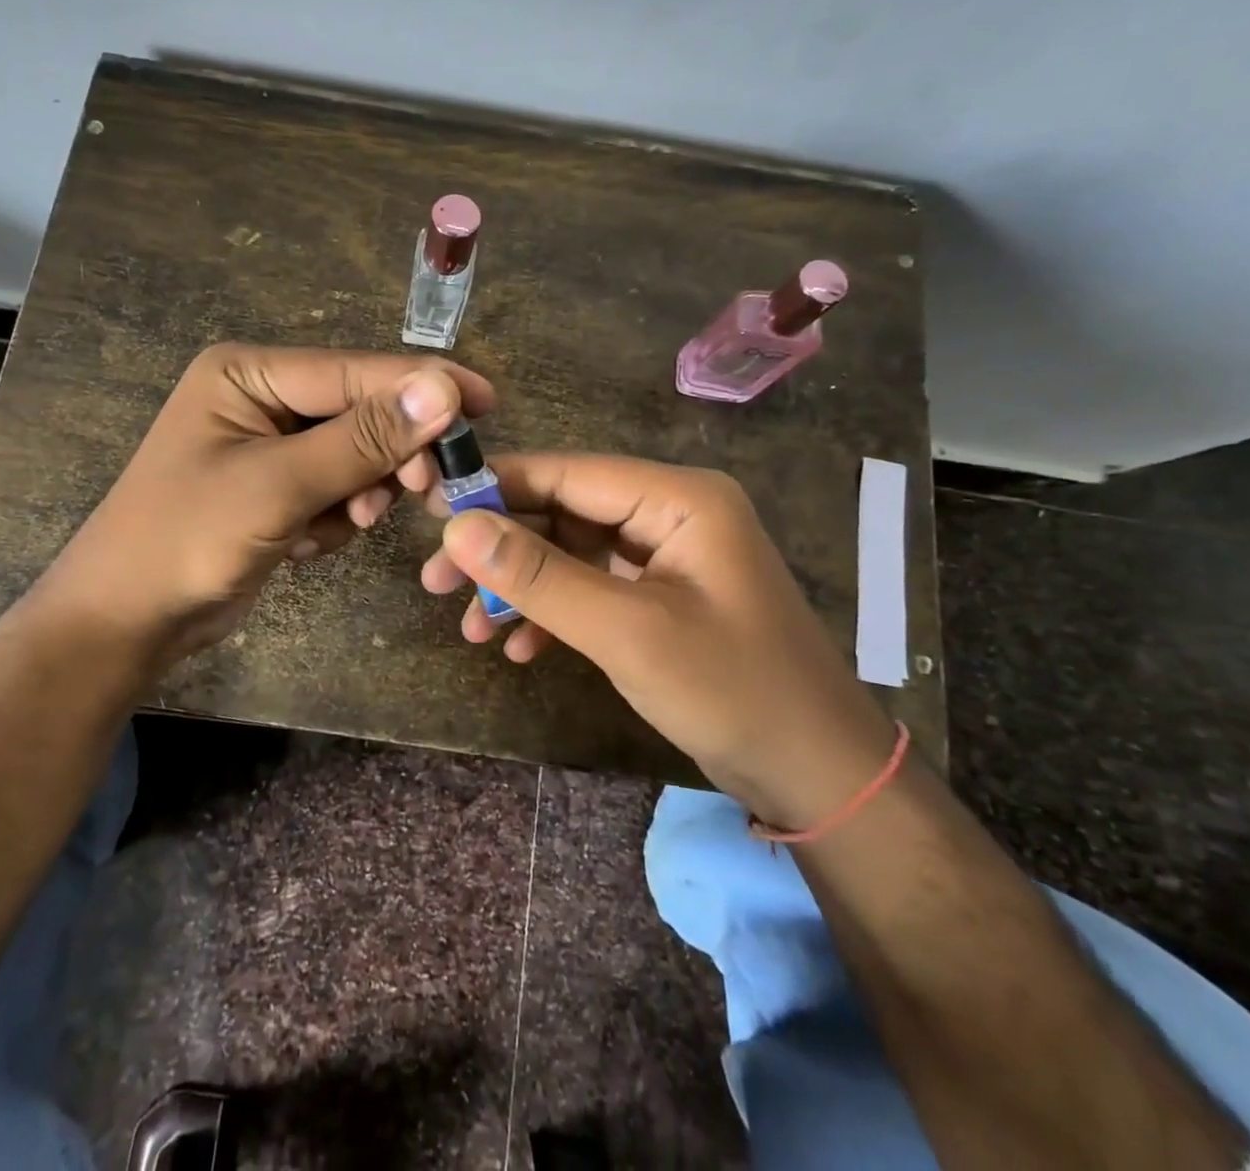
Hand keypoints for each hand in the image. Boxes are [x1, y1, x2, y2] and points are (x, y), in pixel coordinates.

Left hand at [20, 343, 493, 672]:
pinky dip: (335, 517)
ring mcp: (270, 445)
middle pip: (360, 412)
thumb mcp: (278, 487)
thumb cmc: (186, 540)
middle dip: (388, 455)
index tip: (487, 402)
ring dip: (359, 493)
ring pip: (356, 455)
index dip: (422, 386)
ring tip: (339, 524)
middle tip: (425, 489)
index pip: (354, 371)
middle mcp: (262, 398)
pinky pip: (337, 489)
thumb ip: (363, 438)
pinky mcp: (278, 488)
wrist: (126, 622)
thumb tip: (443, 388)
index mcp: (249, 373)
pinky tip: (304, 544)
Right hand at [422, 453, 898, 824]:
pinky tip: (518, 649)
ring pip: (571, 553)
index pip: (569, 472)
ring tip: (469, 627)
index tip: (432, 510)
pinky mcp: (660, 596)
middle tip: (435, 581)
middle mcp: (670, 513)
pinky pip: (592, 588)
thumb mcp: (626, 632)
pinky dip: (552, 614)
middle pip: (564, 512)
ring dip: (520, 588)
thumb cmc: (732, 690)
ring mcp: (666, 556)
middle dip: (502, 549)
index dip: (497, 486)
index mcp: (678, 498)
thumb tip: (458, 528)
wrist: (817, 776)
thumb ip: (540, 577)